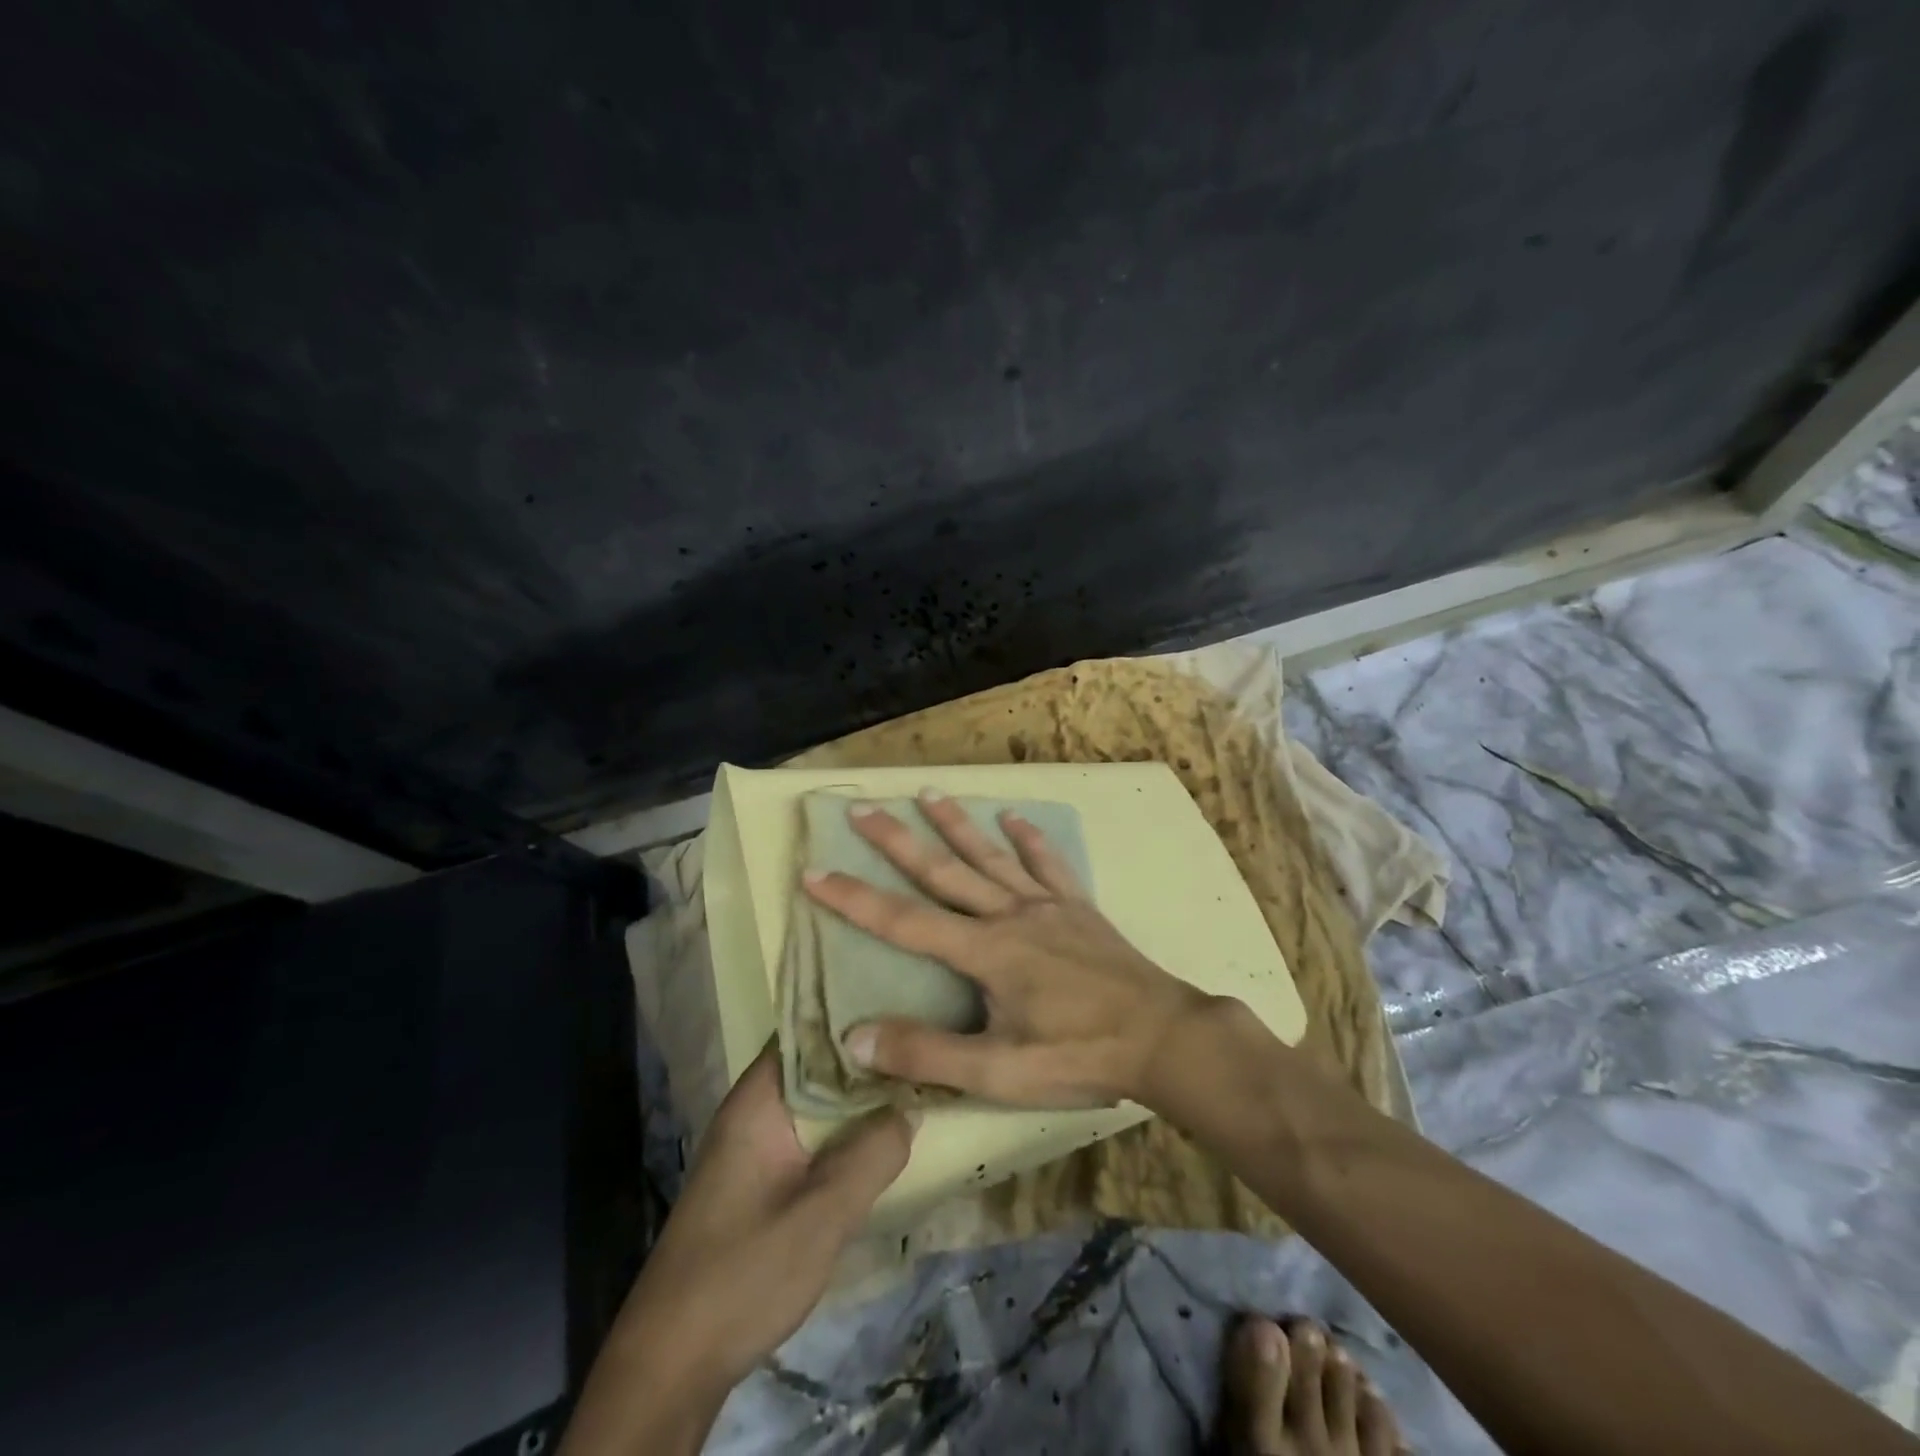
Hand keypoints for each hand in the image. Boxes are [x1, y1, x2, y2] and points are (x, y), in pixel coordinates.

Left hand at [563, 1048, 912, 1453]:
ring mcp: (756, 1143)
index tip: (906, 1000)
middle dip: (867, 1054)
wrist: (671, 1364)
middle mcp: (755, 1108)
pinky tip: (883, 1132)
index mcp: (759, 1098)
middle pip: (817, 1062)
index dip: (855, 1011)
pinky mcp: (762, 1177)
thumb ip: (871, 1155)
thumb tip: (911, 1107)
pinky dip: (846, 1127)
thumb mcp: (821, 1216)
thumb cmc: (743, 1275)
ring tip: (918, 1077)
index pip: (808, 1027)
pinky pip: (813, 1133)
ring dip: (860, 1094)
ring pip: (818, 1100)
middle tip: (925, 1040)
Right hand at [801, 790, 1207, 1107]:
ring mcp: (1046, 905)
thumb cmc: (1078, 1055)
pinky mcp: (1077, 907)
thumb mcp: (999, 1072)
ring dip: (956, 825)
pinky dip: (1029, 839)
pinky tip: (1013, 819)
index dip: (854, 899)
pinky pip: (1048, 864)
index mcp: (985, 951)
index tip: (814, 872)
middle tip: (862, 808)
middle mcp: (1009, 915)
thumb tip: (856, 1036)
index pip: (904, 921)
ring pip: (991, 856)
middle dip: (897, 841)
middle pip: (943, 872)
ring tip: (928, 794)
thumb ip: (927, 1053)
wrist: (1162, 1038)